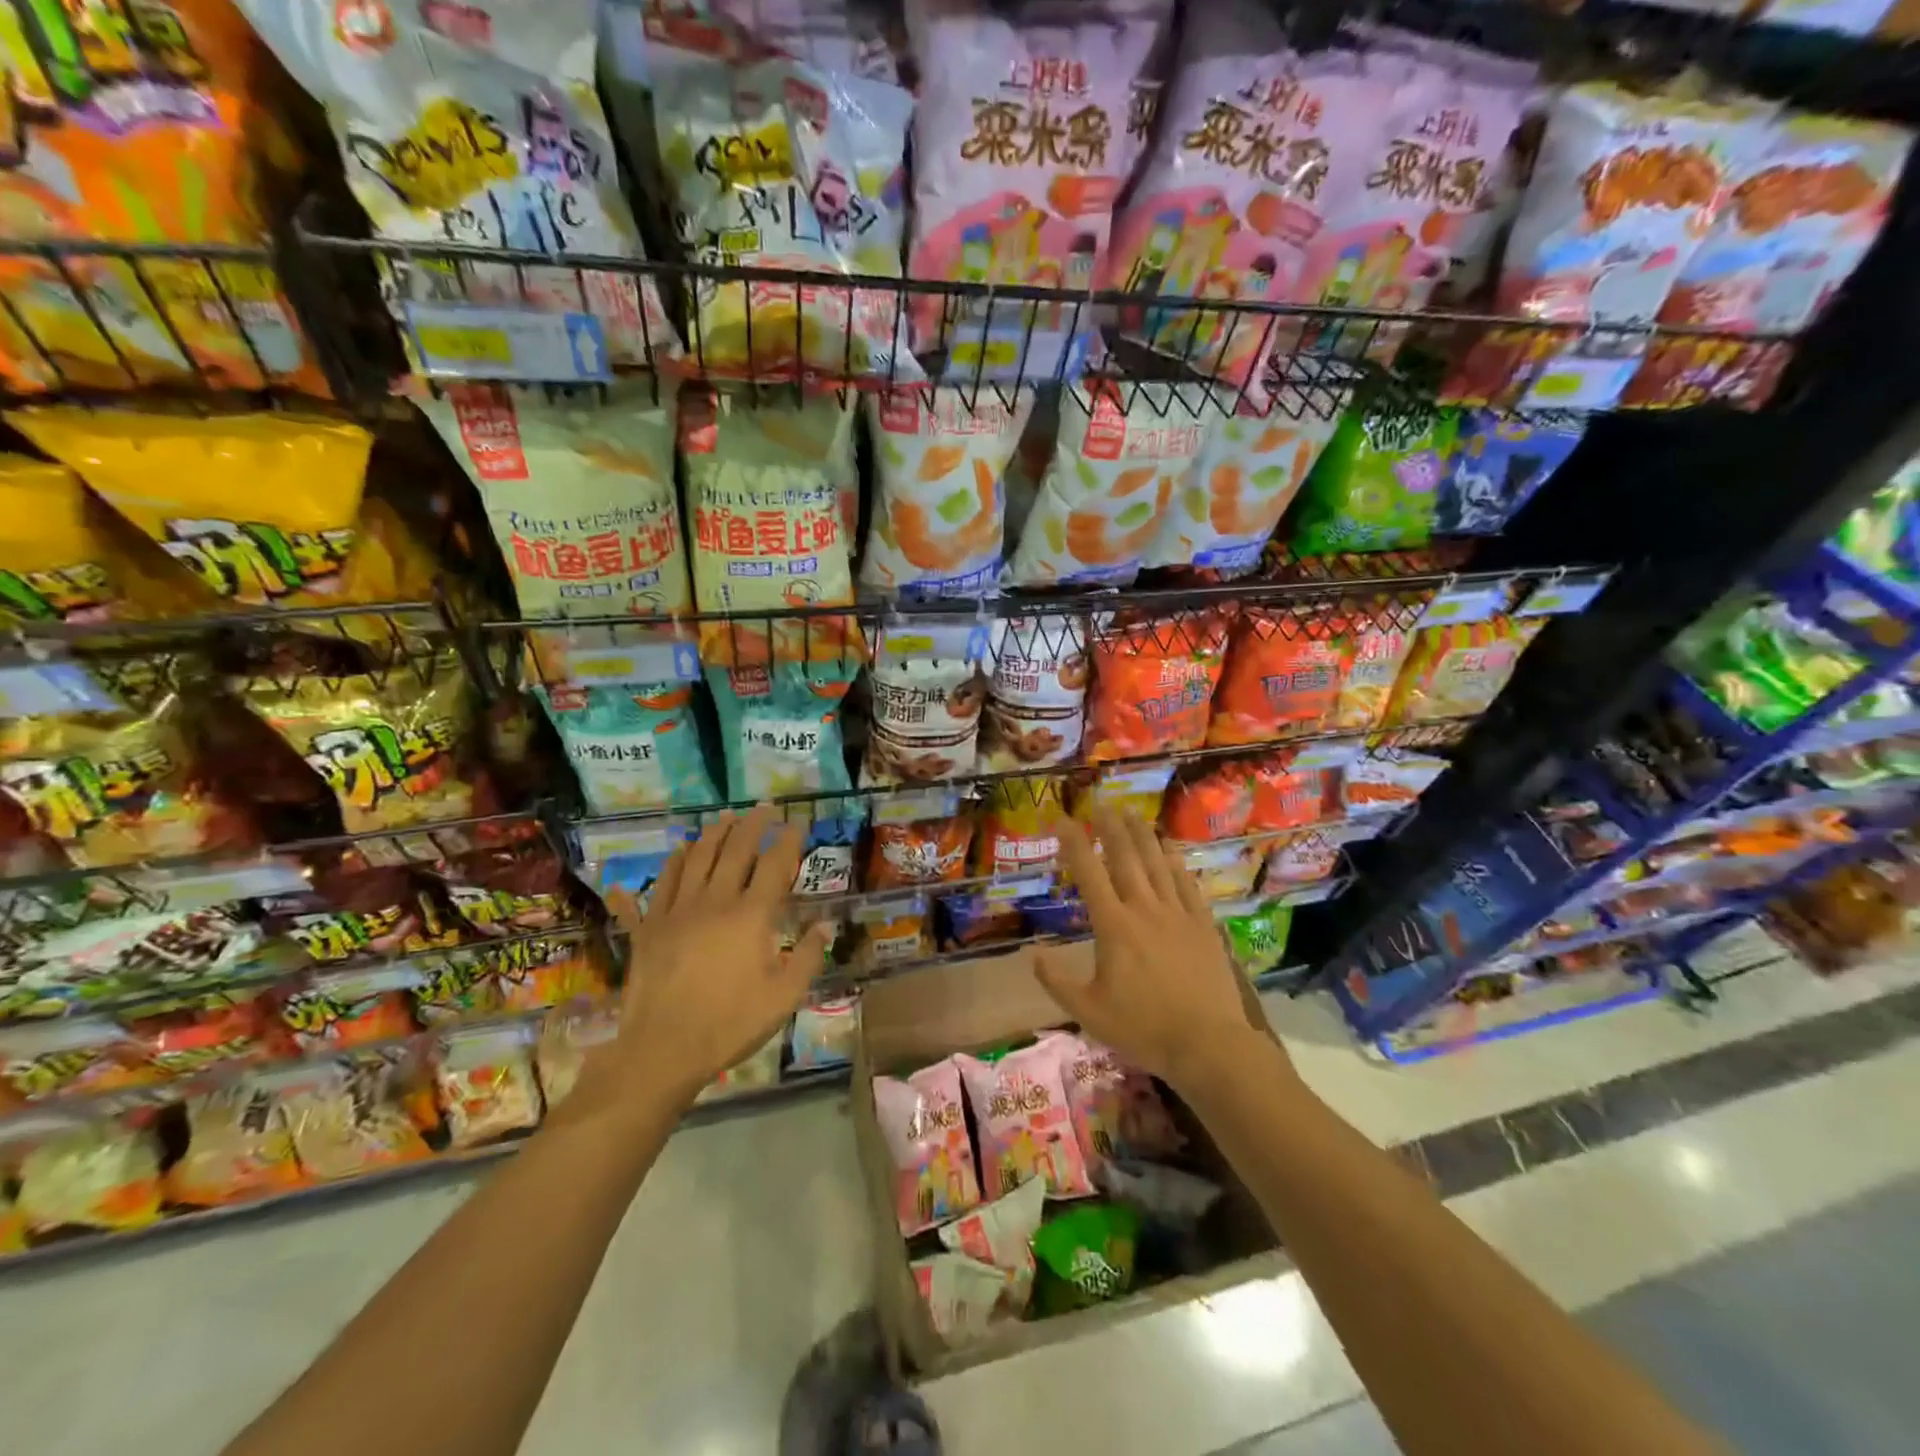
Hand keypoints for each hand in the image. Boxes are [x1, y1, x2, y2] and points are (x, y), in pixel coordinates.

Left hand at [604, 806, 831, 1107]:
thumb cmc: (731, 1024)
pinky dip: (669, 866)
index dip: (788, 841)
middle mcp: (714, 902)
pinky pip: (657, 887)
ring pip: (695, 859)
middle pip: (734, 851)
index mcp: (751, 916)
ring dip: (713, 834)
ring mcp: (676, 912)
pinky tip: (675, 853)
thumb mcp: (784, 997)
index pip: (774, 865)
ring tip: (725, 818)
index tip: (797, 823)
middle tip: (763, 808)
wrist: (662, 1050)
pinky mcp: (648, 928)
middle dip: (752, 825)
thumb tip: (825, 926)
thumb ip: (808, 957)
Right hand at [1035, 809, 1280, 1092]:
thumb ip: (1057, 981)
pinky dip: (1175, 861)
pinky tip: (1170, 847)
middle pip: (1125, 857)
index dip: (1073, 842)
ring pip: (1157, 863)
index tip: (1062, 819)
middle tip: (1101, 803)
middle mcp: (1144, 908)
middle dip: (1110, 827)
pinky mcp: (1202, 924)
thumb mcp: (1088, 1011)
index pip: (1089, 873)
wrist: (1207, 1043)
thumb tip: (1033, 955)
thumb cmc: (1142, 1028)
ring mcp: (1177, 913)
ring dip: (1142, 834)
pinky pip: (1186, 883)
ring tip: (1131, 813)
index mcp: (1113, 926)